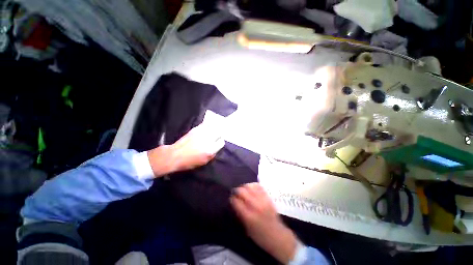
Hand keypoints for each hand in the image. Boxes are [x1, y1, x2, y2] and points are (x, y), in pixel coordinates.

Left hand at [147, 123, 224, 176]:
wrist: (175, 155)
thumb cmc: (189, 162)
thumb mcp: (204, 162)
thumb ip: (212, 154)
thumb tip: (216, 147)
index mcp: (210, 150)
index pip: (221, 142)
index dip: (220, 143)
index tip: (218, 143)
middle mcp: (207, 140)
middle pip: (218, 133)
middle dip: (218, 135)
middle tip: (216, 137)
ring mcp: (201, 133)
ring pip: (213, 128)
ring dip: (214, 130)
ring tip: (212, 132)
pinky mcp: (195, 129)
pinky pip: (205, 125)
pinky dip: (207, 126)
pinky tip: (206, 128)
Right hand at [230, 183, 297, 263]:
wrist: (277, 236)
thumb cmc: (260, 236)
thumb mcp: (246, 228)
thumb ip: (240, 214)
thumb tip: (234, 202)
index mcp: (249, 216)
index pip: (236, 201)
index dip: (232, 199)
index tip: (231, 199)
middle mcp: (255, 205)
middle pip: (242, 191)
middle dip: (237, 191)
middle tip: (235, 193)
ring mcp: (263, 200)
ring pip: (250, 186)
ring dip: (244, 187)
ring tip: (243, 190)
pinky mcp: (268, 197)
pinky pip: (259, 186)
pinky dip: (253, 185)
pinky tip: (251, 188)